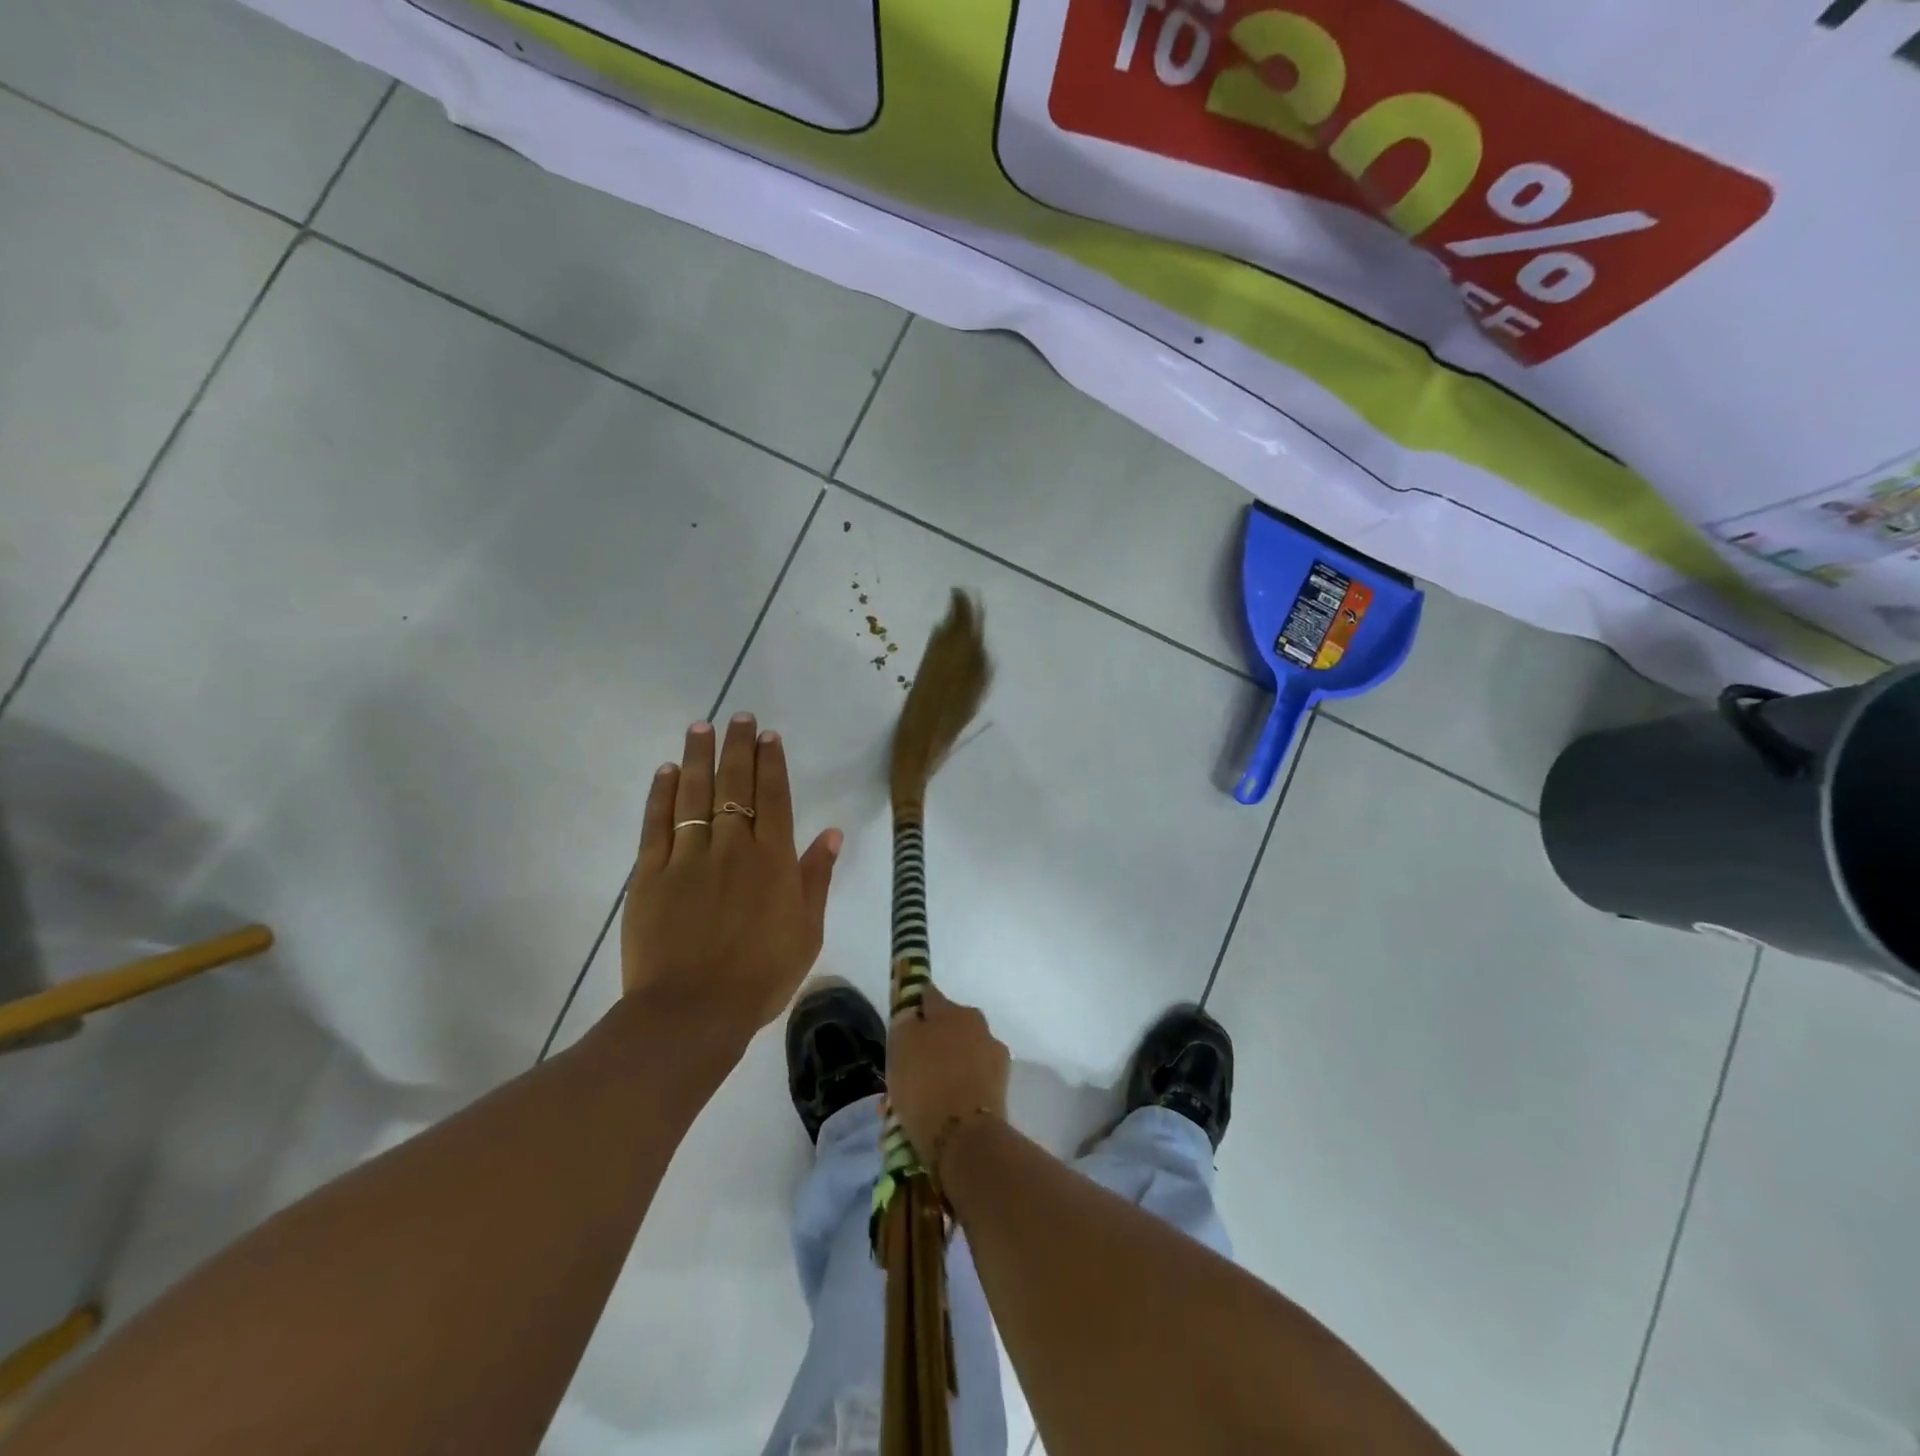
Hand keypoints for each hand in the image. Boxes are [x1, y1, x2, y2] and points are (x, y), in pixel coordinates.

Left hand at [621, 716, 841, 1038]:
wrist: (692, 1012)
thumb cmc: (760, 976)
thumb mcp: (807, 932)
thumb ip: (817, 878)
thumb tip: (832, 833)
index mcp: (773, 860)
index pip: (774, 798)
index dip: (771, 764)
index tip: (768, 736)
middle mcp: (732, 847)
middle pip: (735, 785)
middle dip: (738, 747)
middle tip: (738, 717)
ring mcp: (688, 858)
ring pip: (695, 795)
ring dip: (699, 757)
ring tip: (701, 727)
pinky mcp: (650, 875)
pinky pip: (657, 824)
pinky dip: (662, 794)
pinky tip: (667, 771)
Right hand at [886, 986, 1010, 1160]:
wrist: (965, 1136)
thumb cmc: (925, 1084)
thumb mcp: (900, 1046)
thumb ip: (905, 1023)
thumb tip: (913, 1015)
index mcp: (951, 1009)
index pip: (928, 995)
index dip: (914, 1006)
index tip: (902, 1023)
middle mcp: (976, 1023)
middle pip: (948, 1026)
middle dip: (932, 1040)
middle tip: (912, 1066)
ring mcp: (993, 1054)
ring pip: (962, 1053)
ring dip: (947, 1065)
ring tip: (926, 1094)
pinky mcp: (1002, 1085)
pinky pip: (973, 1079)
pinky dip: (960, 1087)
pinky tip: (944, 1107)